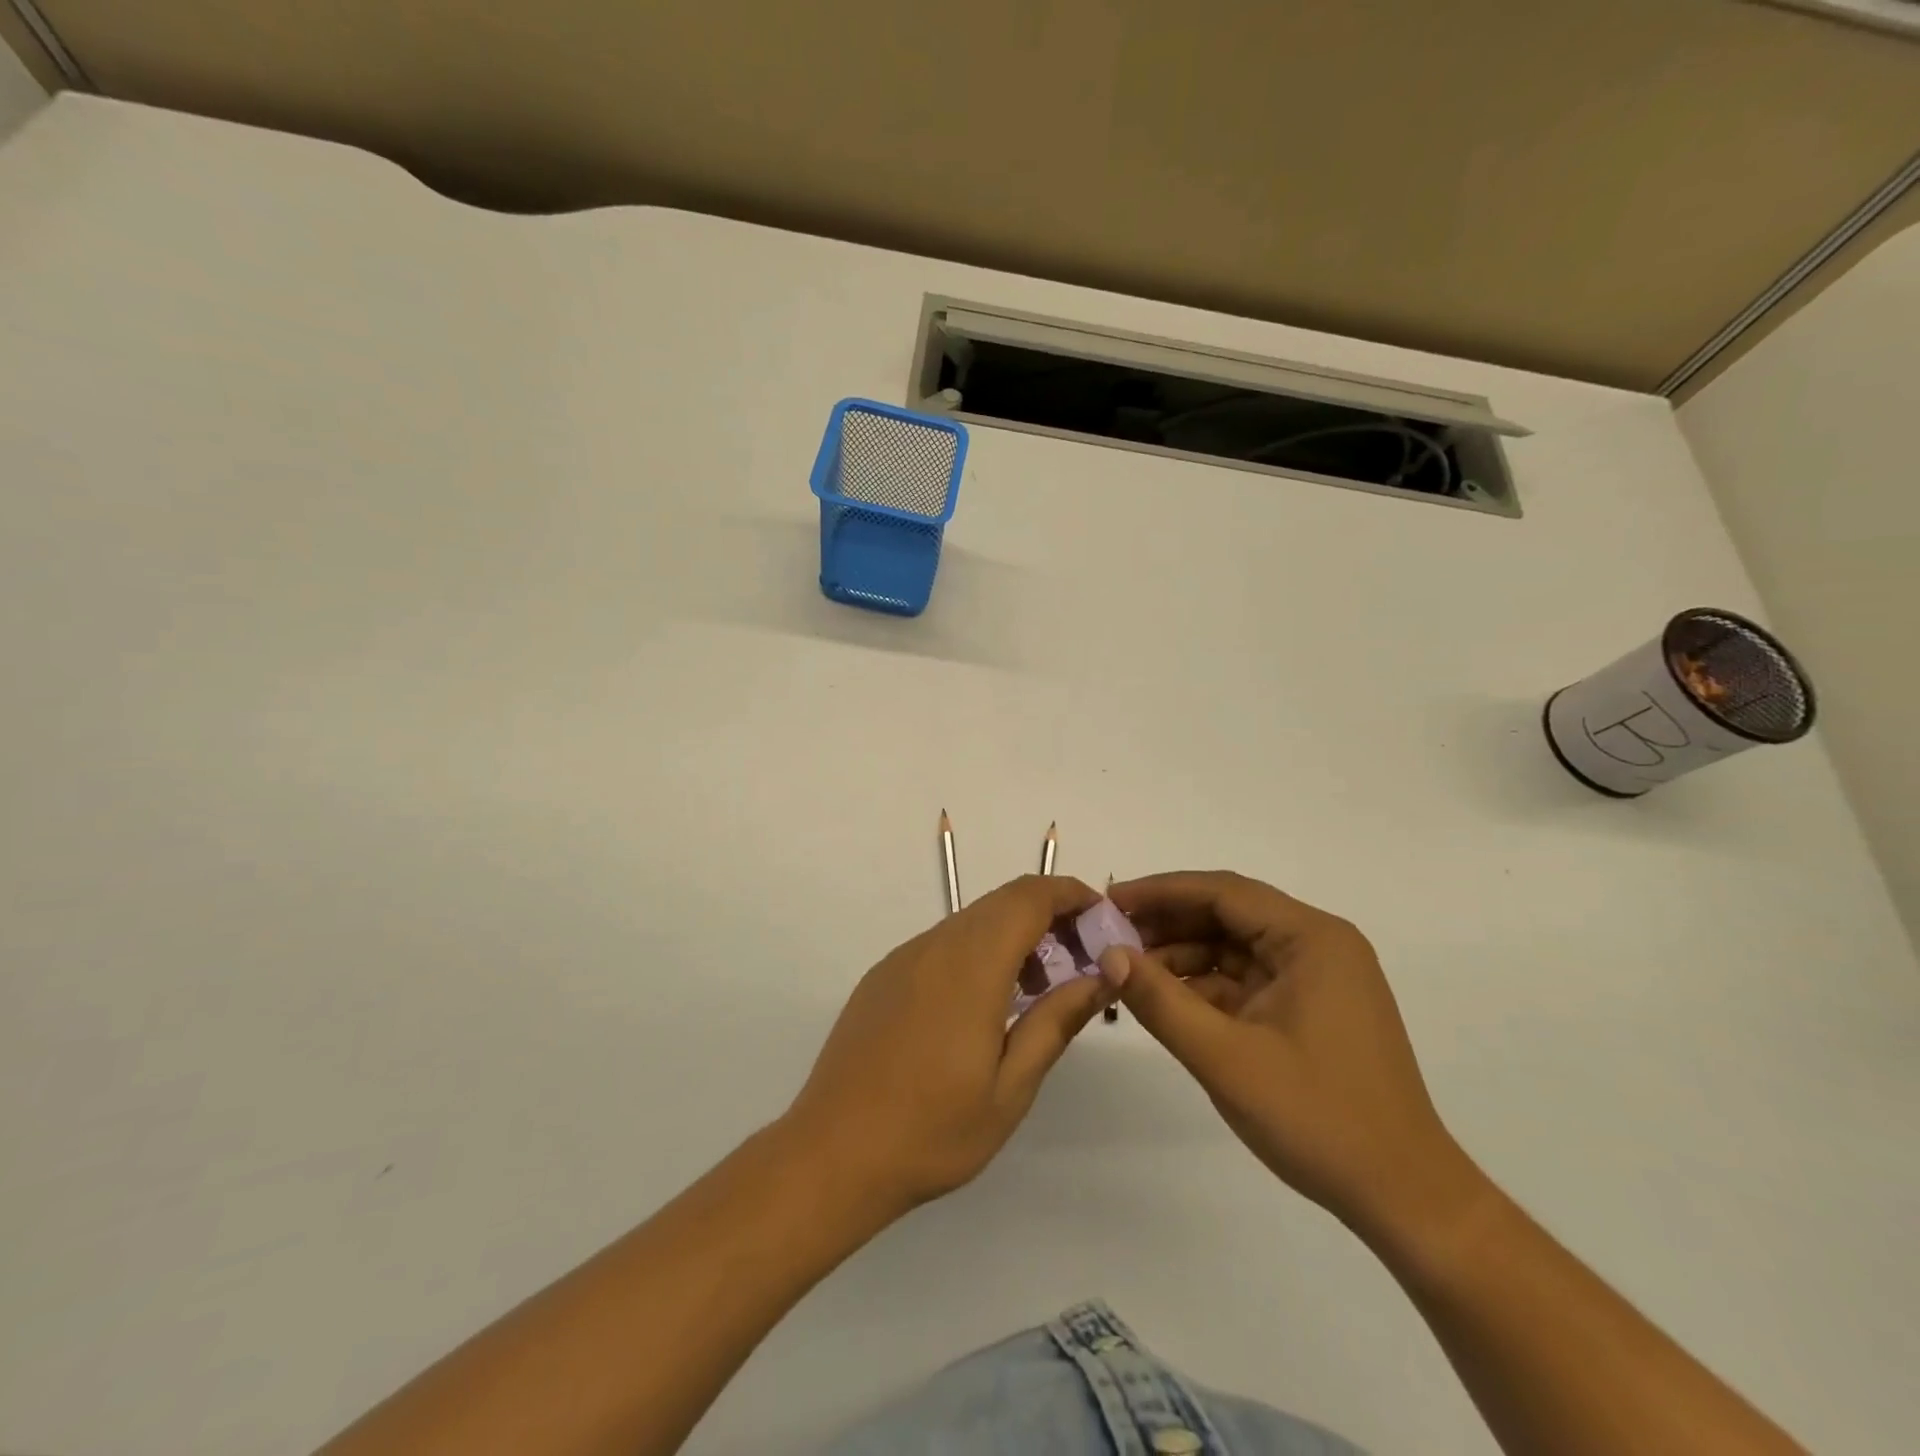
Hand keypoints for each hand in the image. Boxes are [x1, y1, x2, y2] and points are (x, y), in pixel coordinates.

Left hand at [785, 874, 1110, 1218]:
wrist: (831, 1154)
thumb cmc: (931, 1130)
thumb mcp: (1010, 1087)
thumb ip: (1056, 1021)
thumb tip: (1101, 976)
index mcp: (971, 964)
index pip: (1029, 897)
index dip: (1071, 894)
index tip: (1102, 920)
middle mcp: (934, 945)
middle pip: (1002, 902)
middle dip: (1049, 916)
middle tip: (1080, 962)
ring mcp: (903, 958)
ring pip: (971, 921)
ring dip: (1013, 936)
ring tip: (1036, 992)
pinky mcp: (883, 976)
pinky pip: (942, 944)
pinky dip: (978, 953)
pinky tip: (984, 1006)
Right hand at [1105, 871, 1483, 1242]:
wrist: (1405, 1198)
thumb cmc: (1319, 1119)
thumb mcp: (1225, 1058)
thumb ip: (1161, 1001)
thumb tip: (1108, 955)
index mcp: (1311, 939)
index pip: (1223, 892)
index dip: (1160, 891)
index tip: (1109, 901)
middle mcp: (1317, 945)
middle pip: (1228, 914)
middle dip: (1167, 922)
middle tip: (1109, 935)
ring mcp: (1315, 978)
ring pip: (1233, 947)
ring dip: (1181, 955)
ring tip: (1127, 970)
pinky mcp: (1309, 1009)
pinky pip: (1245, 979)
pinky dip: (1204, 985)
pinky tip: (1163, 998)